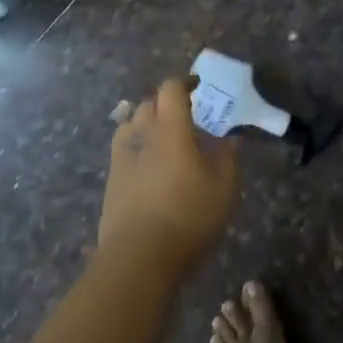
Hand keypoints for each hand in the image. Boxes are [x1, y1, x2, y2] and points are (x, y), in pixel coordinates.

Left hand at [98, 78, 238, 273]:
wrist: (138, 259)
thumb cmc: (187, 216)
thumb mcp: (224, 188)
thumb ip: (229, 158)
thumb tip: (232, 138)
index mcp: (169, 128)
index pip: (170, 89)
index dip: (184, 83)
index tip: (198, 88)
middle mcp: (141, 135)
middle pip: (148, 104)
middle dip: (165, 103)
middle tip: (185, 116)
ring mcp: (121, 159)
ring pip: (130, 126)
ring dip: (146, 124)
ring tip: (164, 140)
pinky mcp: (111, 183)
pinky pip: (123, 152)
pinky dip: (137, 150)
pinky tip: (150, 169)